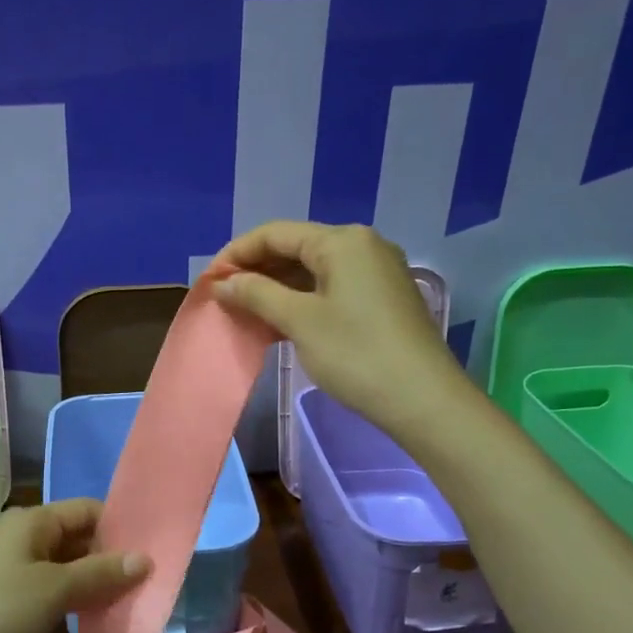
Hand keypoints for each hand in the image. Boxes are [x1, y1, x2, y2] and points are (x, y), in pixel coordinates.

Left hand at [0, 499, 148, 632]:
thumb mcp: (55, 590)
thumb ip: (101, 572)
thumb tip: (145, 559)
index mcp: (32, 521)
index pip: (87, 510)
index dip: (119, 528)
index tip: (149, 553)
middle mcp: (23, 536)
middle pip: (78, 539)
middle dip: (109, 561)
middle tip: (144, 585)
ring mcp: (13, 566)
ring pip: (65, 567)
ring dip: (92, 585)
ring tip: (126, 605)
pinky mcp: (8, 596)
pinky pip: (50, 589)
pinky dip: (71, 601)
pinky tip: (92, 622)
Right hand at [209, 221, 465, 434]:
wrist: (423, 399)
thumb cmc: (356, 354)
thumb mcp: (299, 321)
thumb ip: (257, 294)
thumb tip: (223, 282)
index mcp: (342, 240)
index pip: (276, 233)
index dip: (237, 253)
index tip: (209, 281)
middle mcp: (362, 244)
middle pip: (296, 247)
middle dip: (256, 270)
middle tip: (223, 297)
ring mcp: (377, 271)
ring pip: (313, 269)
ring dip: (276, 286)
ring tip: (245, 310)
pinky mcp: (382, 297)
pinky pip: (331, 286)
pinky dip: (301, 298)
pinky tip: (279, 319)